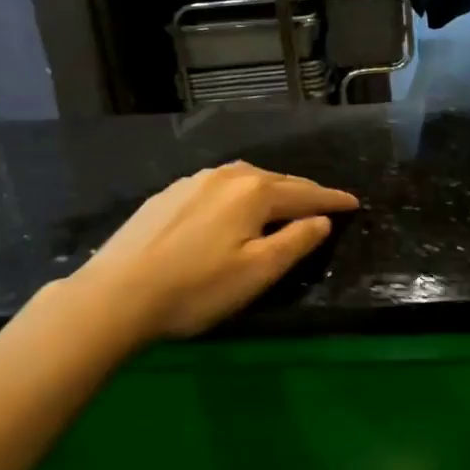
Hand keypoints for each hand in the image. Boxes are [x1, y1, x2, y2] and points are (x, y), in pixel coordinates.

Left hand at [66, 162, 358, 345]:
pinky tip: (232, 208)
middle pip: (278, 181)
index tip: (354, 202)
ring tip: (283, 202)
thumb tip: (321, 220)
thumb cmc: (196, 288)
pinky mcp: (169, 194)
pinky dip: (240, 194)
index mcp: (255, 192)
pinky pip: (219, 186)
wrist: (115, 294)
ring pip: (246, 179)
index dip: (332, 200)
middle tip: (325, 203)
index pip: (306, 193)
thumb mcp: (258, 271)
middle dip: (305, 191)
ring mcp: (194, 181)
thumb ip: (296, 242)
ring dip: (271, 190)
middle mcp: (227, 176)